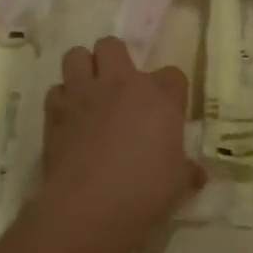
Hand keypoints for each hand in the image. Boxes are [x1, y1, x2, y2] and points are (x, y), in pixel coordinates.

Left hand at [40, 38, 201, 242]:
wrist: (91, 206)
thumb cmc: (146, 191)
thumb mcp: (178, 183)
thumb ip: (187, 171)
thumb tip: (198, 174)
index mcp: (159, 96)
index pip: (173, 75)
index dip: (171, 91)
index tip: (168, 111)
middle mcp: (120, 84)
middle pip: (112, 45)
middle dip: (116, 60)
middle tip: (121, 89)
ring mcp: (83, 94)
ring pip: (76, 55)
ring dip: (83, 69)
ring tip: (90, 93)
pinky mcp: (54, 112)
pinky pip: (56, 90)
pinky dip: (62, 100)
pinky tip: (70, 119)